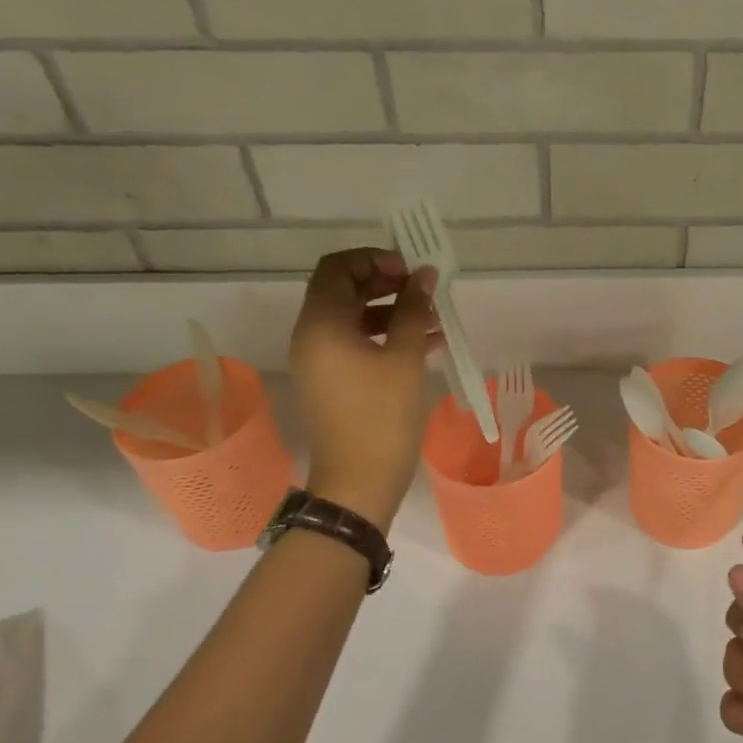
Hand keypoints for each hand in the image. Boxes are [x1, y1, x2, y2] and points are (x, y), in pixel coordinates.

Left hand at [289, 248, 439, 531]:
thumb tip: (424, 275)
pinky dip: (384, 335)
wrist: (358, 483)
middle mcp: (311, 336)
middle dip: (385, 283)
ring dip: (390, 310)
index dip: (374, 259)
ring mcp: (319, 361)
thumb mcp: (404, 358)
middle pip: (343, 290)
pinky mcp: (331, 381)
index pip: (337, 268)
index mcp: (321, 325)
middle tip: (423, 290)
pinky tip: (425, 344)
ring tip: (432, 318)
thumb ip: (414, 310)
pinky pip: (355, 343)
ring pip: (353, 317)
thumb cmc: (381, 417)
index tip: (410, 270)